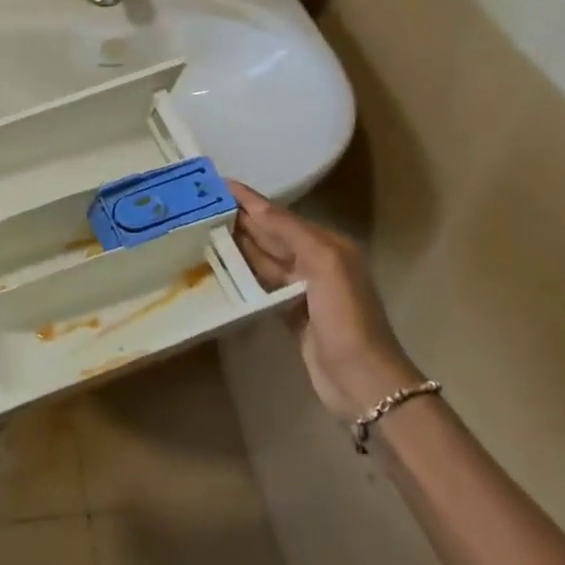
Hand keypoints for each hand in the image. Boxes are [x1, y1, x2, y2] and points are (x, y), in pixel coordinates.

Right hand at [227, 181, 421, 421]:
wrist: (362, 381)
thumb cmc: (345, 316)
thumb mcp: (324, 264)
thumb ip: (290, 231)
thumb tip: (255, 206)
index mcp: (327, 244)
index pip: (281, 215)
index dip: (251, 200)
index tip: (219, 184)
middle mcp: (315, 261)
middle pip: (271, 234)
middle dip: (241, 219)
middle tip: (202, 204)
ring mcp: (302, 289)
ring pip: (264, 259)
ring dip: (237, 245)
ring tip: (203, 230)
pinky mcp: (290, 314)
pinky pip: (261, 285)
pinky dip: (242, 274)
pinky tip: (220, 268)